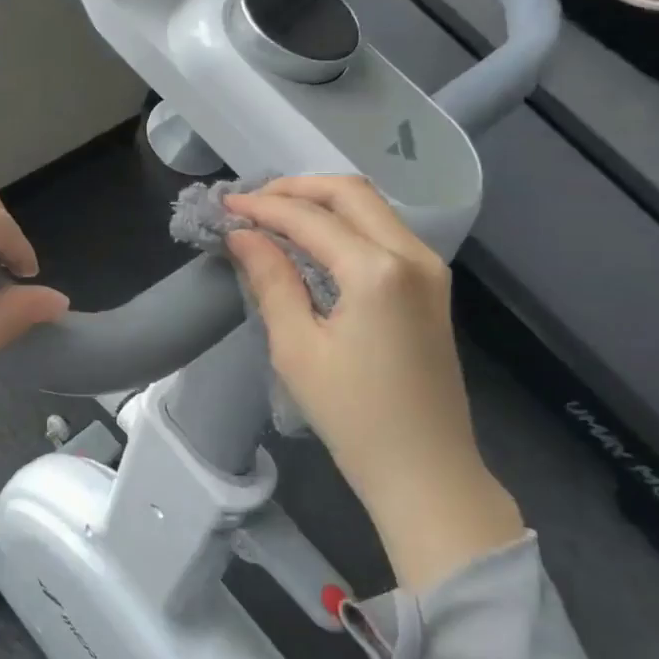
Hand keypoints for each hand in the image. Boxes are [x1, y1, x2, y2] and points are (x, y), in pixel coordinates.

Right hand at [224, 176, 523, 591]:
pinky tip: (314, 240)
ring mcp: (430, 269)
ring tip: (275, 215)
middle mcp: (412, 254)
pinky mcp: (432, 286)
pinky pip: (385, 233)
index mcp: (377, 270)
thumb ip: (271, 280)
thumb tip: (243, 236)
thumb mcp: (297, 348)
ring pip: (372, 208)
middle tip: (252, 202)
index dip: (264, 206)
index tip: (226, 206)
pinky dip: (346, 225)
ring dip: (323, 203)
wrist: (426, 470)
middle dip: (297, 189)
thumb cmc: (353, 416)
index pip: (311, 218)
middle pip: (350, 193)